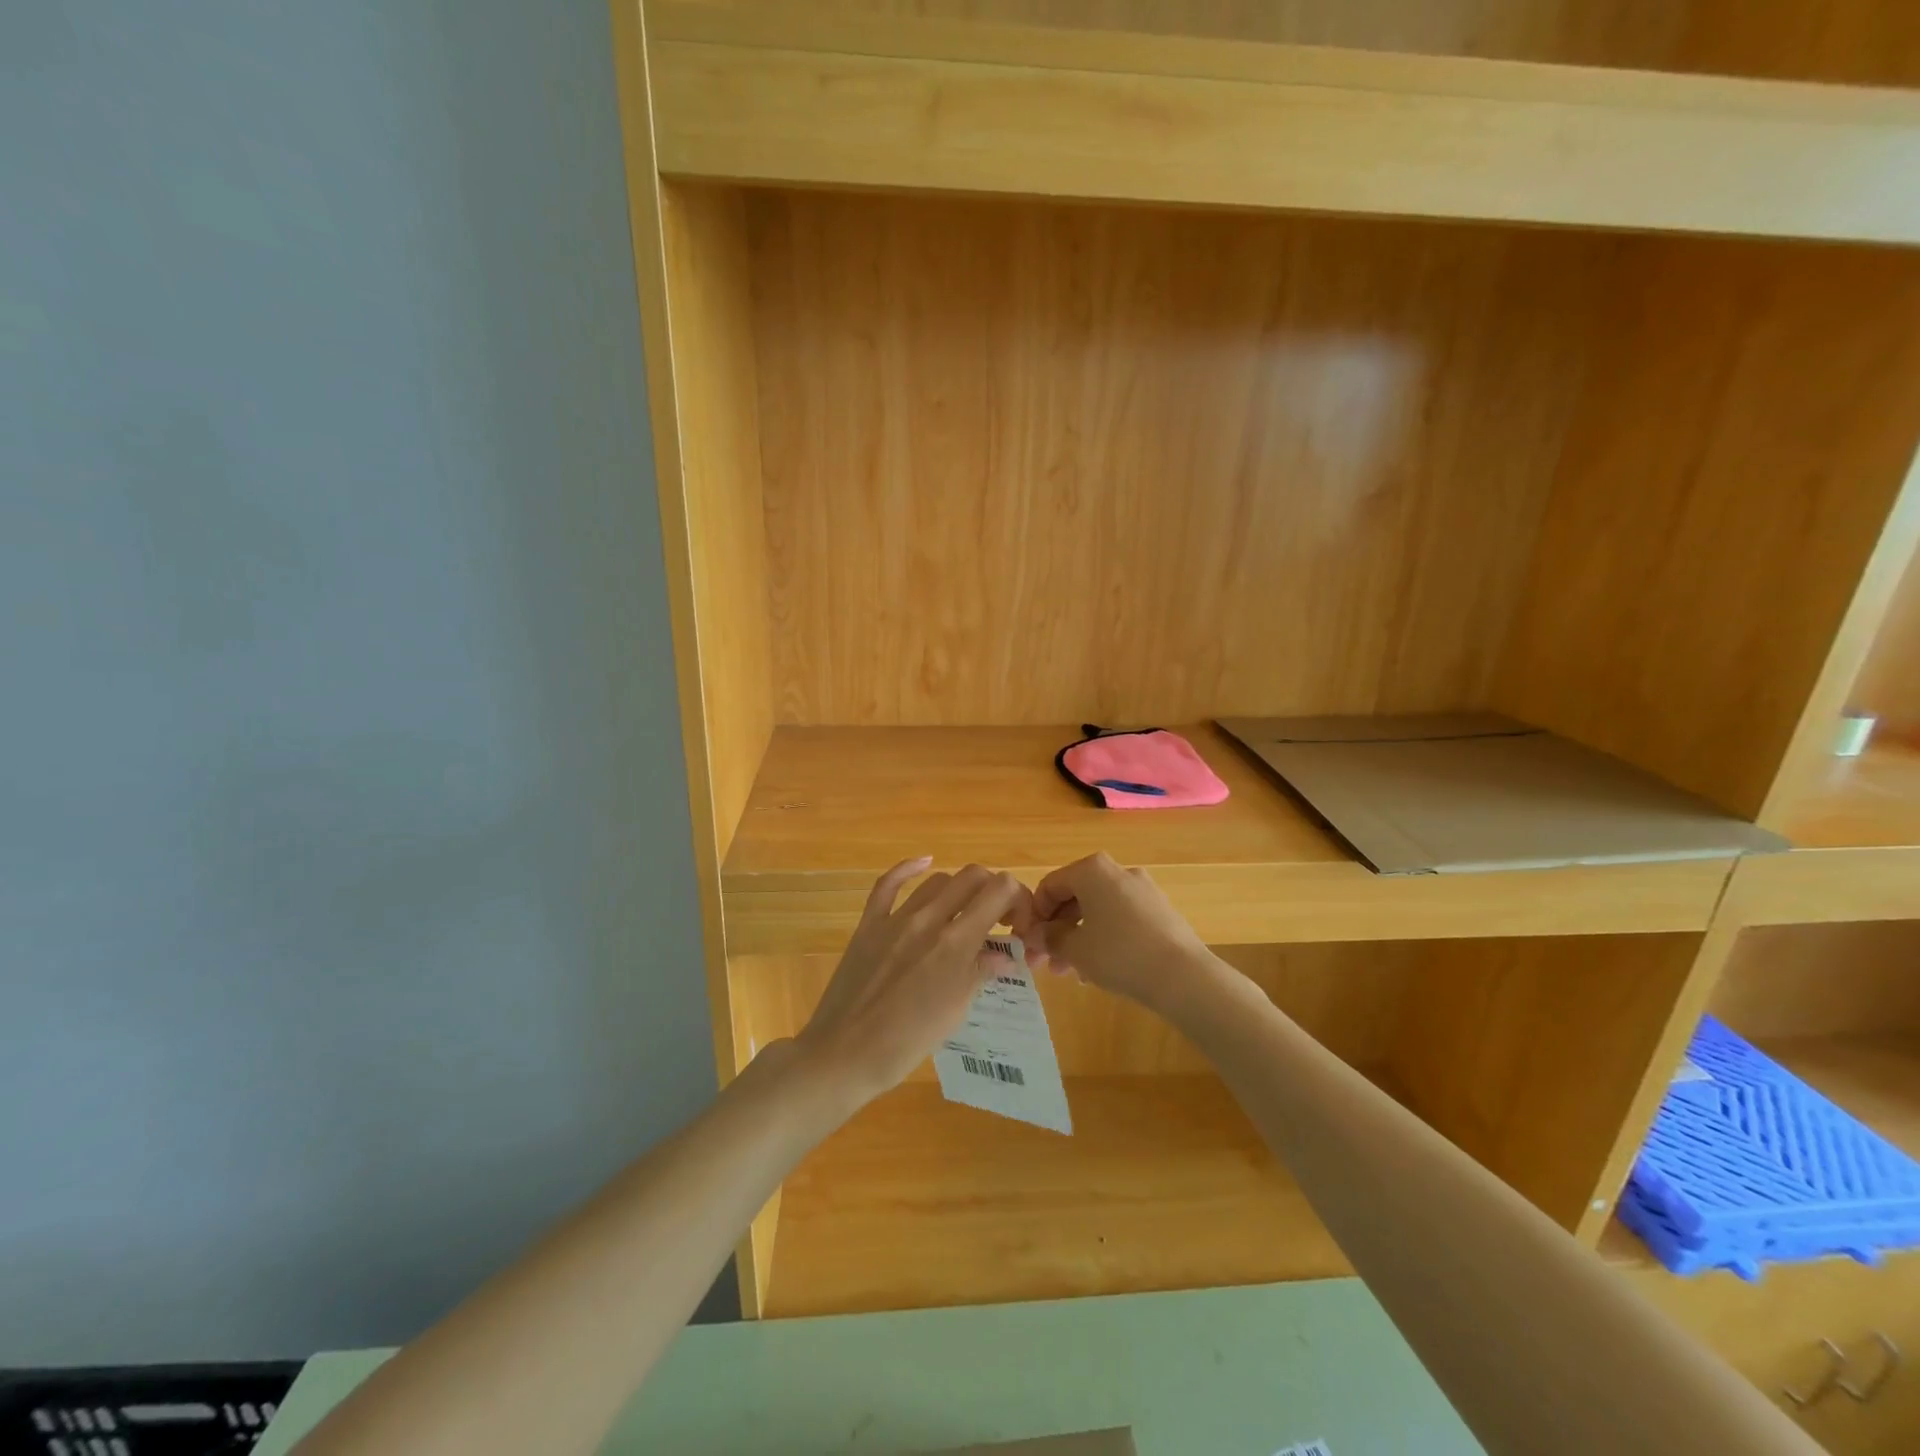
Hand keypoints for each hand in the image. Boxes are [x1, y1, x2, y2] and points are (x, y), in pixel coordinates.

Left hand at [794, 858, 1029, 1109]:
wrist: (843, 1053)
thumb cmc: (906, 1043)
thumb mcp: (955, 1012)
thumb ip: (980, 973)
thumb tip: (1004, 955)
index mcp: (955, 943)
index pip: (999, 891)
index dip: (1017, 899)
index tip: (1017, 925)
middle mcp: (928, 920)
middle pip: (972, 877)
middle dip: (993, 890)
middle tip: (995, 919)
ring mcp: (895, 919)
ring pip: (937, 880)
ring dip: (958, 890)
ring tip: (962, 914)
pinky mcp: (868, 923)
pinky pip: (887, 883)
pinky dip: (909, 868)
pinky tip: (924, 863)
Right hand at [1015, 853, 1214, 1014]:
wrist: (1182, 976)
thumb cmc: (1119, 954)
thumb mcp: (1074, 949)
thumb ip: (1049, 939)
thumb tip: (1034, 936)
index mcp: (1092, 870)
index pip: (1050, 886)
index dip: (1034, 915)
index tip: (1027, 943)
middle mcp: (1117, 871)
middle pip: (1074, 897)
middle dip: (1056, 930)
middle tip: (1044, 962)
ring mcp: (1142, 889)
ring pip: (1097, 911)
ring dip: (1077, 937)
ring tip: (1069, 972)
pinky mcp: (1159, 910)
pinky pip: (1119, 918)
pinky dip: (1103, 937)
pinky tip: (1098, 969)